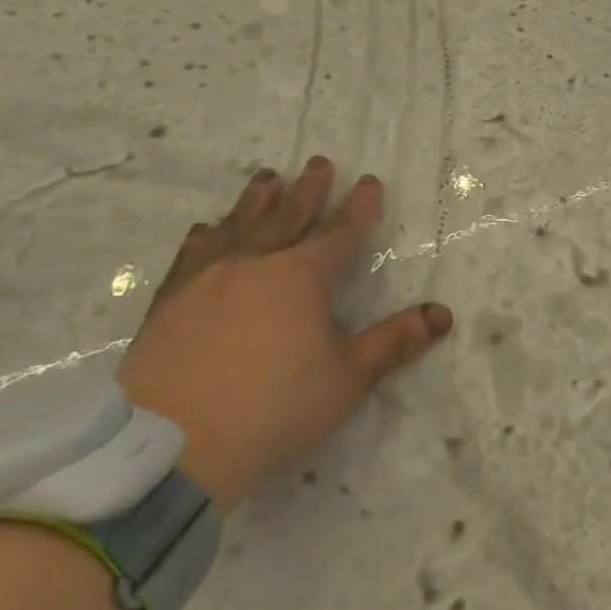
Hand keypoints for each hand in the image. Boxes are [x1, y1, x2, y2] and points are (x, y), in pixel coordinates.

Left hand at [117, 158, 452, 510]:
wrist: (172, 447)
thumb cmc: (275, 408)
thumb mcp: (348, 378)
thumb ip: (394, 342)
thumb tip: (443, 315)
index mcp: (301, 277)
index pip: (339, 232)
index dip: (359, 207)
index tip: (369, 182)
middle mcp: (253, 265)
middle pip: (287, 217)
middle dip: (308, 189)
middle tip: (319, 162)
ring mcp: (205, 281)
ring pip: (237, 227)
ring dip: (256, 201)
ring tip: (266, 179)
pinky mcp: (167, 304)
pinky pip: (191, 257)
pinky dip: (206, 237)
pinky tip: (206, 230)